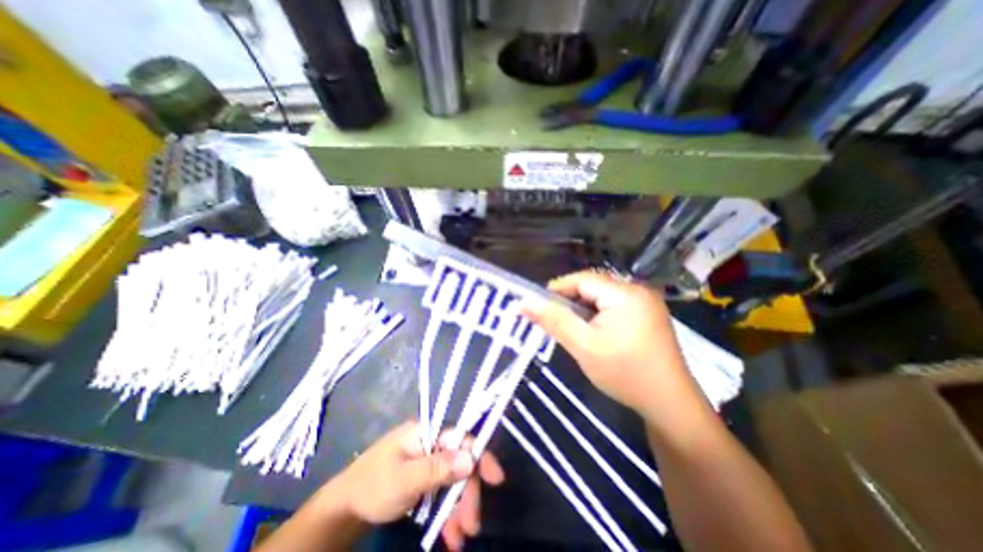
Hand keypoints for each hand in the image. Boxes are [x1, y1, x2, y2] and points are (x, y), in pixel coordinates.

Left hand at [326, 423, 506, 546]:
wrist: (345, 507)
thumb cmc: (372, 485)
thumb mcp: (404, 479)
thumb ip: (437, 468)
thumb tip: (471, 458)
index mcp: (427, 433)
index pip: (460, 437)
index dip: (479, 455)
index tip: (495, 479)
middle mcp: (431, 443)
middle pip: (459, 462)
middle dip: (467, 493)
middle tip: (472, 525)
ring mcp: (428, 460)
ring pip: (453, 480)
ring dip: (459, 508)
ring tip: (459, 538)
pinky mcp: (425, 477)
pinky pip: (442, 491)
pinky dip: (447, 512)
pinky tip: (449, 534)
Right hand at [526, 272, 703, 426]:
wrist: (669, 404)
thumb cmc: (625, 373)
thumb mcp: (583, 346)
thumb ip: (554, 321)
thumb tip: (524, 303)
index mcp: (625, 293)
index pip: (582, 279)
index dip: (558, 288)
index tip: (539, 305)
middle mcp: (638, 290)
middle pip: (593, 286)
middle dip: (570, 301)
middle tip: (553, 320)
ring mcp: (646, 302)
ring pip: (603, 297)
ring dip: (584, 309)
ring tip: (571, 328)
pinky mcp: (649, 314)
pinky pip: (615, 306)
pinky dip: (598, 315)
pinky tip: (593, 332)